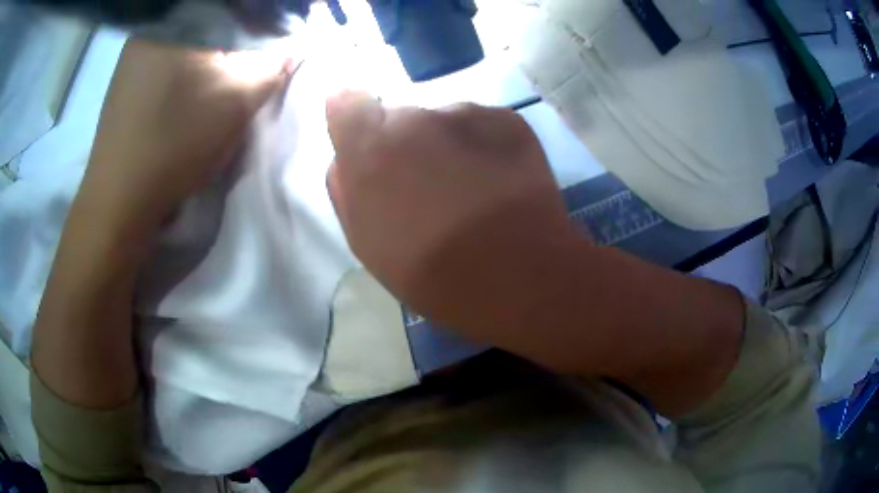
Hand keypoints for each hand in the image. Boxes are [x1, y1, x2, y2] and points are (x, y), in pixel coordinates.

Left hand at [80, 38, 293, 231]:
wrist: (118, 203)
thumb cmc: (174, 143)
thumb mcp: (238, 99)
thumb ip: (274, 64)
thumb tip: (292, 47)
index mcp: (176, 21)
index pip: (237, 8)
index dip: (264, 23)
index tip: (275, 47)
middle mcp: (151, 30)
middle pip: (211, 21)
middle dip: (238, 39)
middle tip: (252, 64)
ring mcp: (133, 57)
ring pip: (190, 42)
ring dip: (213, 56)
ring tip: (223, 81)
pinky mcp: (126, 82)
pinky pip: (169, 61)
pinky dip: (189, 70)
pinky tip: (192, 95)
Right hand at [326, 92, 579, 334]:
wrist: (519, 276)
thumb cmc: (433, 271)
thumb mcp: (367, 243)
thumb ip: (347, 189)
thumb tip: (347, 158)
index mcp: (370, 148)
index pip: (346, 103)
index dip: (355, 119)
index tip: (367, 142)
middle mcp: (414, 117)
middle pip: (400, 117)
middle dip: (405, 143)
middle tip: (429, 186)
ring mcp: (466, 113)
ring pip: (444, 122)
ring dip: (448, 146)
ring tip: (472, 192)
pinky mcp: (507, 119)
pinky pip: (483, 126)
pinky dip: (485, 147)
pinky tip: (501, 185)